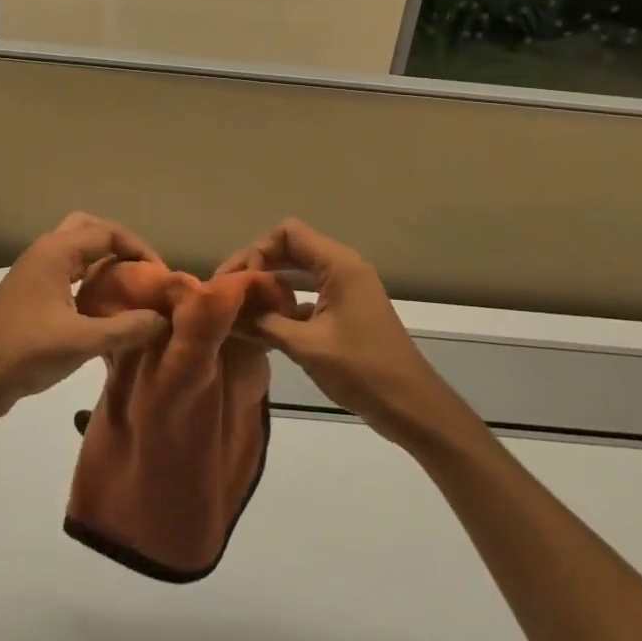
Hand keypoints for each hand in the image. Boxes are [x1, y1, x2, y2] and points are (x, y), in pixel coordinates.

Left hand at [0, 214, 170, 426]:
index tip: (160, 275)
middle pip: (89, 231)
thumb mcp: (80, 341)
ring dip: (104, 266)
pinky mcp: (31, 300)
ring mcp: (35, 276)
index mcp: (55, 251)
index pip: (107, 232)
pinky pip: (68, 279)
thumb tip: (164, 319)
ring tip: (130, 292)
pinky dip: (90, 287)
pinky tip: (106, 315)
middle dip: (119, 247)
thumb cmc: (23, 350)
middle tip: (141, 273)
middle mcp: (45, 254)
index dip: (139, 249)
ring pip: (77, 256)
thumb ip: (125, 328)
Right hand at [218, 218, 473, 448]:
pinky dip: (285, 302)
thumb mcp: (307, 346)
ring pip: (298, 271)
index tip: (239, 281)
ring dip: (270, 283)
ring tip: (240, 305)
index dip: (258, 250)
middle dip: (258, 265)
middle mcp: (343, 268)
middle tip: (227, 290)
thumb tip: (228, 313)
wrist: (413, 407)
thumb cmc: (363, 370)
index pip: (288, 233)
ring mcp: (346, 289)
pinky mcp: (346, 310)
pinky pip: (308, 292)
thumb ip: (264, 324)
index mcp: (339, 265)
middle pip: (291, 247)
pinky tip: (265, 325)